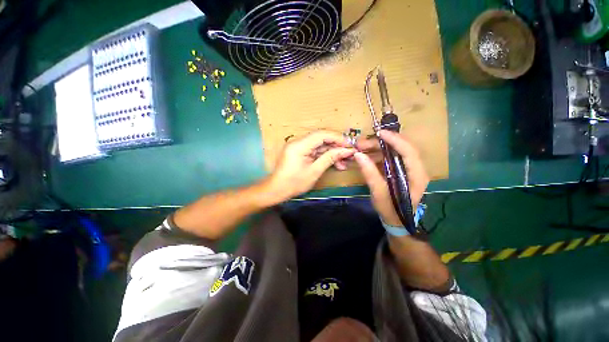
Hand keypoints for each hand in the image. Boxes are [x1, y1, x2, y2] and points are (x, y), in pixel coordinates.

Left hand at [267, 131, 354, 202]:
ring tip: (344, 163)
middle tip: (349, 155)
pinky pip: (315, 151)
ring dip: (332, 152)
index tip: (350, 146)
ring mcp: (298, 146)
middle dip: (336, 146)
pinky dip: (325, 156)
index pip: (322, 134)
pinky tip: (334, 163)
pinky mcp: (299, 152)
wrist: (276, 190)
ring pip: (320, 145)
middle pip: (321, 138)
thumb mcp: (314, 171)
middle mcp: (298, 142)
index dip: (338, 138)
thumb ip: (330, 158)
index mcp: (299, 145)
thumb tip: (346, 150)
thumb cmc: (294, 183)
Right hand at [354, 130, 428, 225]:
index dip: (395, 140)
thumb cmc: (391, 209)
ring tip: (361, 148)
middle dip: (382, 143)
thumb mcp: (379, 193)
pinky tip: (367, 156)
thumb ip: (370, 173)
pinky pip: (390, 158)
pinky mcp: (401, 171)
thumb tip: (358, 155)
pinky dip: (378, 154)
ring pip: (395, 151)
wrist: (397, 221)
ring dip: (378, 147)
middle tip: (362, 143)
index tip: (379, 133)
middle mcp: (416, 169)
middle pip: (401, 148)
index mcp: (416, 175)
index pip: (409, 151)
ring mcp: (408, 169)